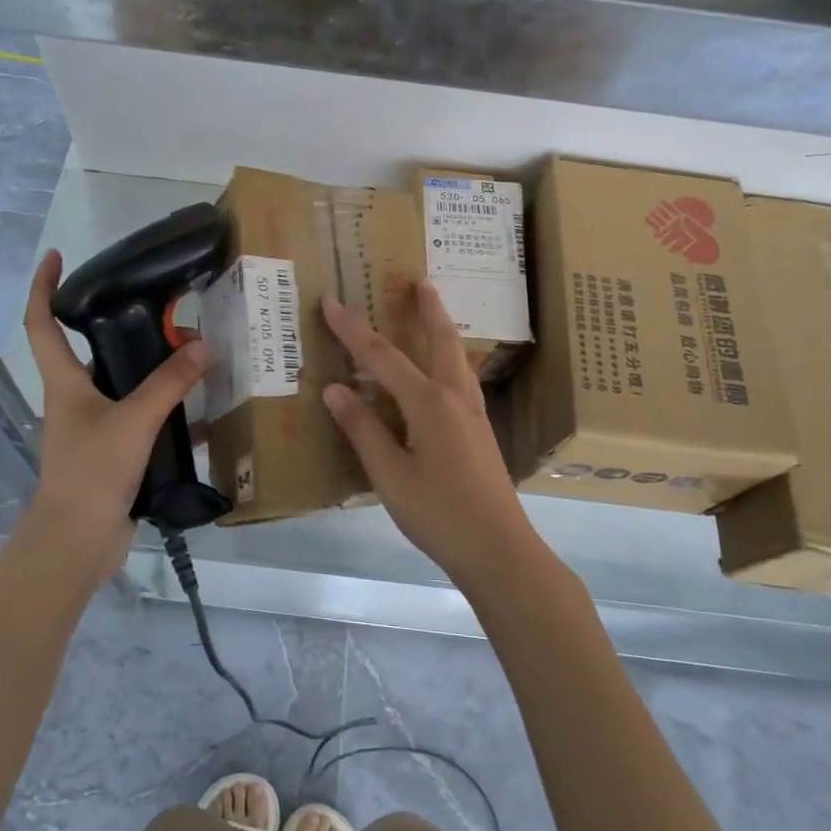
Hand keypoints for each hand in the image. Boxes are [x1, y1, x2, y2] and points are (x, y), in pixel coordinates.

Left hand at [19, 250, 209, 589]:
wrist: (77, 542)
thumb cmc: (91, 472)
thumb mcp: (133, 421)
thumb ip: (169, 384)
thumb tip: (202, 345)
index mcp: (64, 382)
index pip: (41, 323)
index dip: (43, 286)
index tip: (57, 256)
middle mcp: (74, 399)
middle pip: (92, 351)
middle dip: (123, 327)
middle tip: (165, 312)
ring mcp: (94, 428)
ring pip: (124, 385)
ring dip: (152, 370)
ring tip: (192, 354)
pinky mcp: (114, 453)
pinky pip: (143, 420)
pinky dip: (168, 411)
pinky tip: (202, 411)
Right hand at [320, 280, 540, 589]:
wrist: (499, 549)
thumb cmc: (439, 513)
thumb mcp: (390, 474)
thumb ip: (363, 429)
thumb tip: (335, 389)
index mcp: (429, 402)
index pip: (382, 356)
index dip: (353, 329)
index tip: (331, 301)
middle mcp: (455, 397)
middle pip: (439, 341)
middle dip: (427, 309)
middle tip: (420, 280)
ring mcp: (474, 414)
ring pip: (457, 358)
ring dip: (443, 329)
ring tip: (436, 309)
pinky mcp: (480, 432)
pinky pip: (463, 378)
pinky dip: (450, 358)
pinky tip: (447, 371)